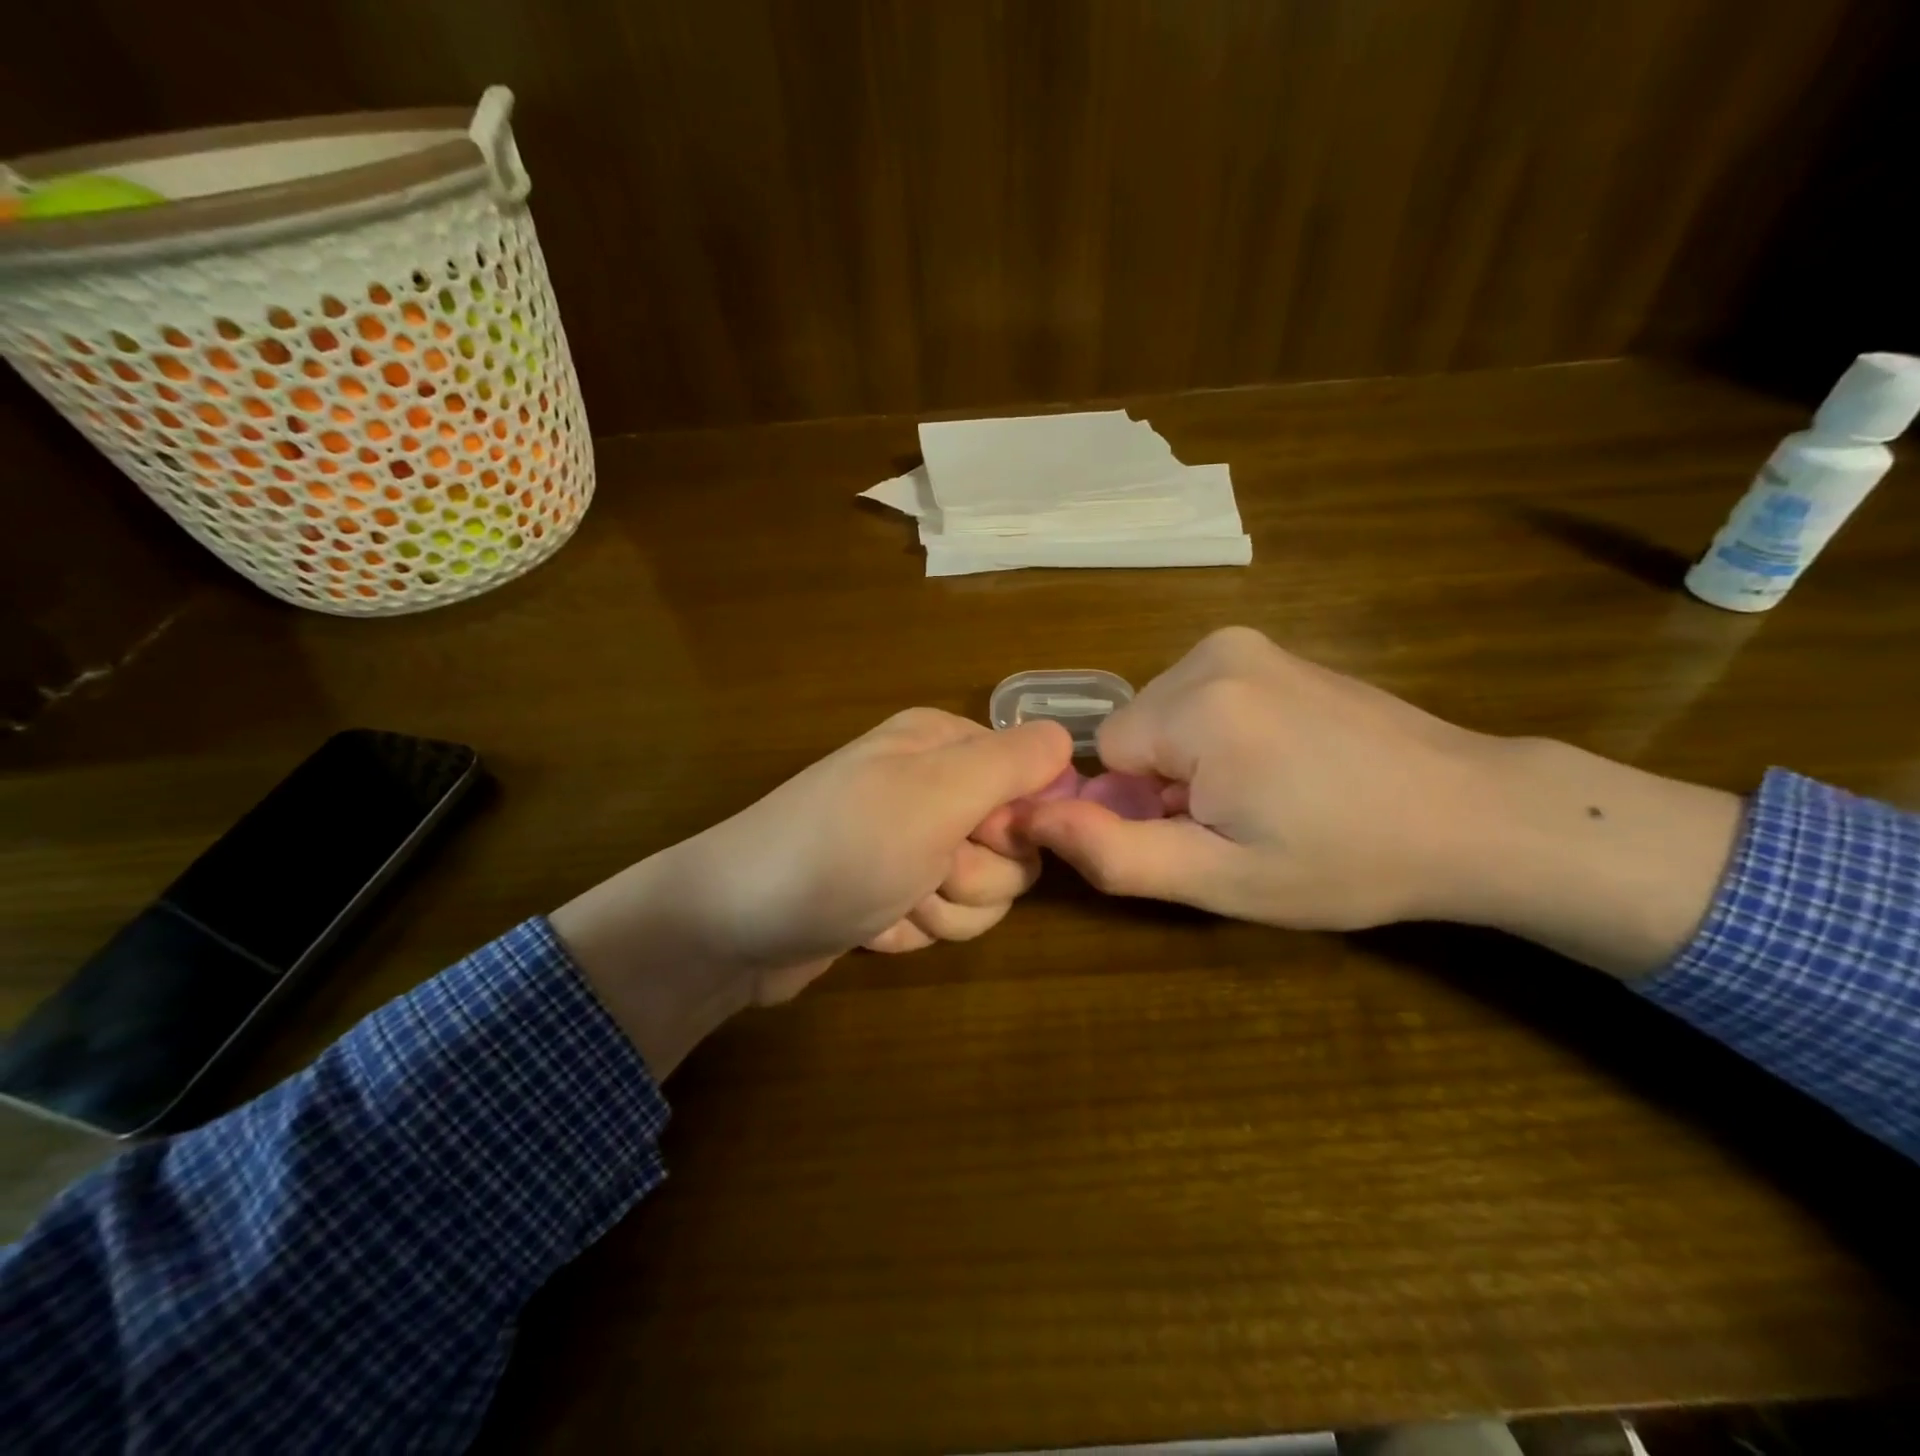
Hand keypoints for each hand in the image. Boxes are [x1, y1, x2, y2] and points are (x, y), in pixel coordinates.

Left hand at [551, 710, 1071, 1075]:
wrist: (734, 927)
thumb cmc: (840, 849)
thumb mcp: (933, 794)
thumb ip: (1010, 763)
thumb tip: (1066, 740)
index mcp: (945, 746)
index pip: (1037, 784)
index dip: (1018, 825)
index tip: (976, 838)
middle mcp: (933, 788)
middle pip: (1014, 850)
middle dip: (973, 877)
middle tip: (922, 872)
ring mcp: (913, 845)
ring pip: (984, 894)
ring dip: (941, 911)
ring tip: (888, 900)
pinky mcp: (896, 894)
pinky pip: (944, 921)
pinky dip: (912, 929)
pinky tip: (871, 923)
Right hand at [1019, 626, 1742, 975]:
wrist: (1473, 815)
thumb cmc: (1346, 859)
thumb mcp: (1221, 878)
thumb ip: (1115, 852)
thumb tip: (1031, 817)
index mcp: (1197, 703)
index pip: (1101, 755)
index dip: (1140, 804)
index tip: (1206, 831)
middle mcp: (1214, 652)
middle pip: (1132, 730)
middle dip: (1163, 779)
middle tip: (1239, 820)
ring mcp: (1247, 642)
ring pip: (1162, 714)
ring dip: (1189, 759)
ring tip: (1265, 794)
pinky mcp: (1271, 647)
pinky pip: (1200, 696)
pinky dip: (1217, 734)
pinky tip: (1280, 764)